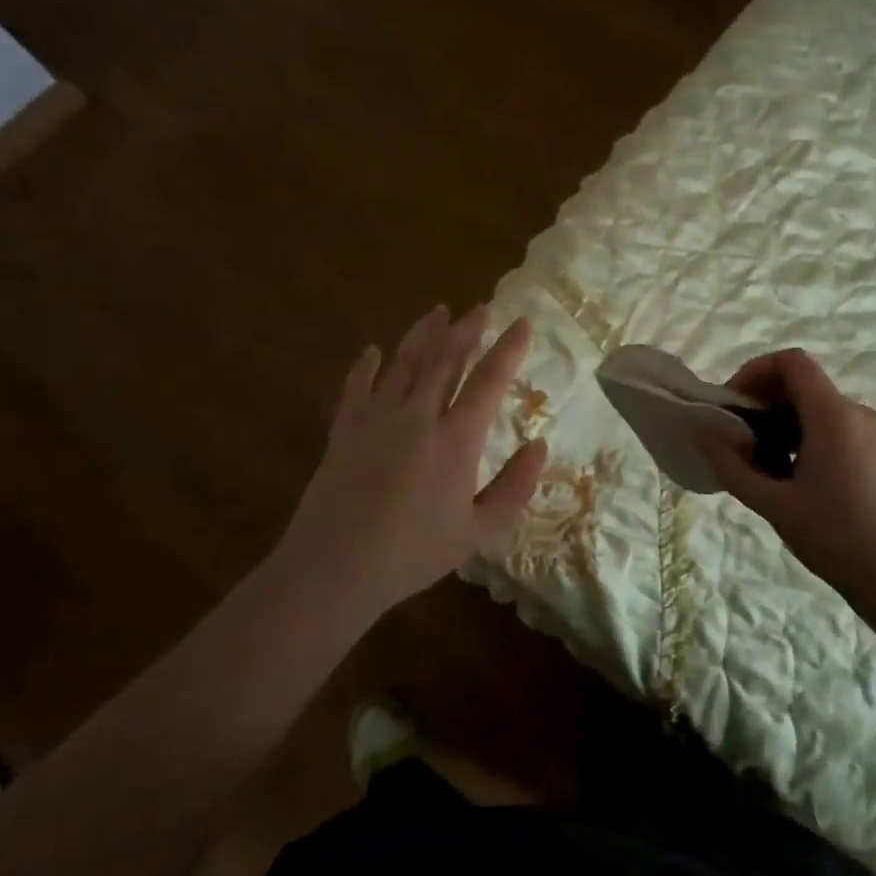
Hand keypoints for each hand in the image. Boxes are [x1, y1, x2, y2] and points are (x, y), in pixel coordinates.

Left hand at [273, 305, 547, 624]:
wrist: (334, 569)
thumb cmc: (413, 554)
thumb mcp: (479, 532)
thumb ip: (515, 487)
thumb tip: (540, 446)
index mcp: (455, 439)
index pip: (489, 380)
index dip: (508, 349)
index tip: (522, 323)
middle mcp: (417, 416)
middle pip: (445, 359)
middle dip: (466, 329)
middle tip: (481, 307)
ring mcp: (376, 418)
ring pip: (404, 362)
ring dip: (424, 334)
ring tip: (438, 311)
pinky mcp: (344, 429)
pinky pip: (357, 385)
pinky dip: (367, 364)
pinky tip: (373, 350)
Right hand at [700, 349, 875, 603]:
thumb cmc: (837, 538)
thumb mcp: (774, 504)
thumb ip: (732, 466)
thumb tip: (702, 433)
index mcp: (833, 415)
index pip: (791, 362)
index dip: (755, 371)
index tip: (732, 406)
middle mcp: (857, 413)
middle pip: (802, 384)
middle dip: (763, 404)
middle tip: (738, 441)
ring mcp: (874, 434)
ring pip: (817, 409)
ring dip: (782, 425)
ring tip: (762, 467)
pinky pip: (835, 428)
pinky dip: (805, 438)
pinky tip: (794, 480)